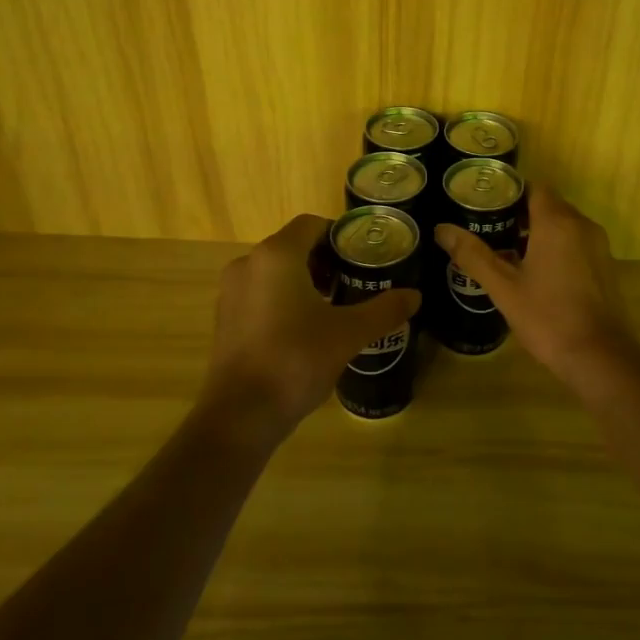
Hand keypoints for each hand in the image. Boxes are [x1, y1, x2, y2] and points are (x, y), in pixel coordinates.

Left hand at [203, 213, 420, 440]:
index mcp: (277, 255)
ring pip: (275, 271)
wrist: (240, 415)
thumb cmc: (296, 359)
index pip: (311, 224)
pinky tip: (305, 329)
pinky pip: (260, 293)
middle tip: (354, 282)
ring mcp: (231, 291)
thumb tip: (415, 296)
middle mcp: (249, 263)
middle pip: (293, 246)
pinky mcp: (225, 318)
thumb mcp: (349, 334)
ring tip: (334, 306)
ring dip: (304, 280)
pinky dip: (283, 298)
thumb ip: (383, 310)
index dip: (339, 236)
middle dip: (325, 260)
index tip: (362, 257)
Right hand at [435, 186, 638, 385]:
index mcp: (557, 222)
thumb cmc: (548, 317)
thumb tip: (441, 229)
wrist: (600, 358)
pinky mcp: (605, 266)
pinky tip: (534, 273)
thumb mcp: (503, 287)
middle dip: (519, 213)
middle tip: (488, 228)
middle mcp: (581, 225)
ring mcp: (597, 246)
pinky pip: (575, 243)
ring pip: (563, 225)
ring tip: (505, 250)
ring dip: (537, 231)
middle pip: (548, 204)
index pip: (534, 187)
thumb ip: (473, 255)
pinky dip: (555, 247)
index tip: (485, 204)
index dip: (510, 192)